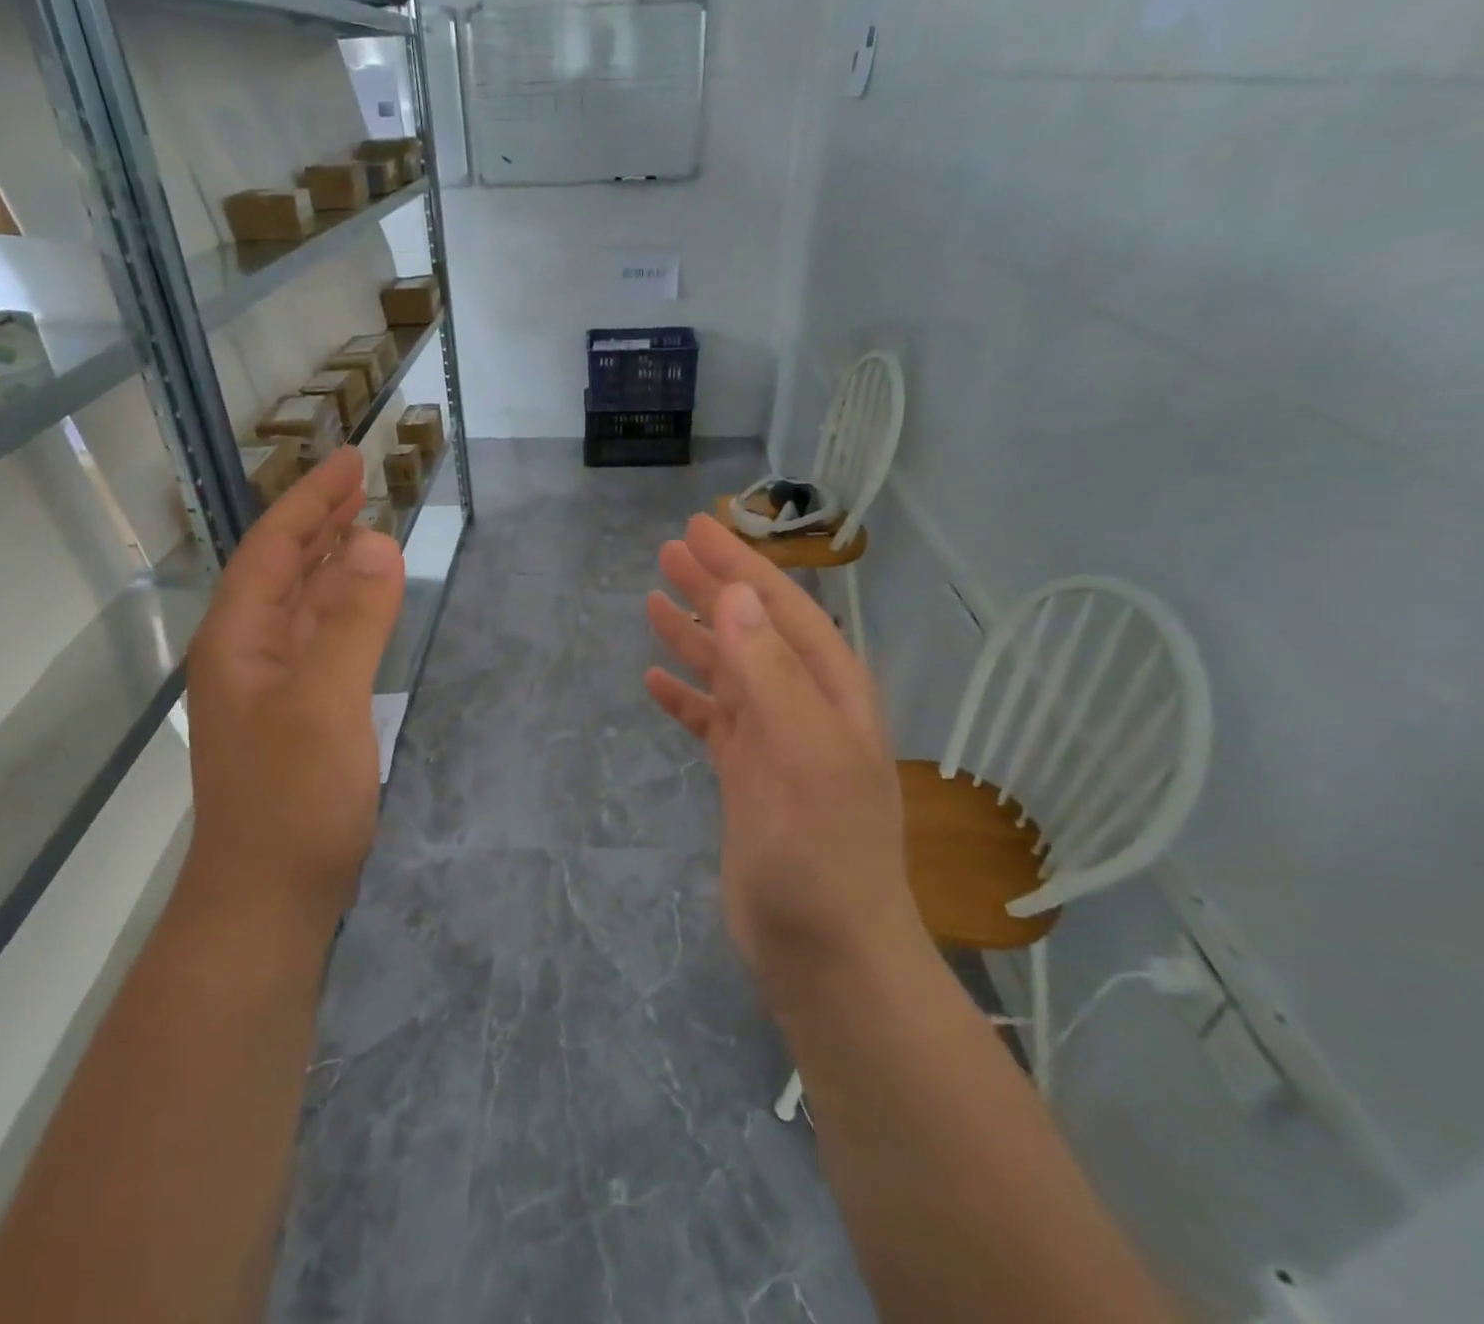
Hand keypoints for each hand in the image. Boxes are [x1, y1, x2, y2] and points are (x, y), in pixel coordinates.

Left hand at [182, 449, 404, 930]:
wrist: (270, 899)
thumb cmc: (293, 799)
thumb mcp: (325, 701)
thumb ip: (352, 621)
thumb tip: (378, 542)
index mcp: (240, 639)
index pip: (275, 550)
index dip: (311, 502)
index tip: (350, 461)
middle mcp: (247, 654)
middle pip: (283, 570)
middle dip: (319, 521)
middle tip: (362, 481)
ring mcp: (271, 688)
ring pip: (302, 605)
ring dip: (332, 561)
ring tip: (366, 526)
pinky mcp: (297, 716)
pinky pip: (321, 640)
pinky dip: (344, 609)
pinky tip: (364, 604)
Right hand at [645, 515, 919, 1006]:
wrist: (826, 955)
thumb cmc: (820, 853)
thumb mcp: (802, 753)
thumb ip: (768, 672)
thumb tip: (733, 595)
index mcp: (831, 692)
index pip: (781, 609)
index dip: (739, 566)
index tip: (696, 528)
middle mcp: (806, 708)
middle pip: (752, 630)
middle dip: (713, 588)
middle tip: (667, 551)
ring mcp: (774, 745)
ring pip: (729, 672)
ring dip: (694, 635)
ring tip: (652, 602)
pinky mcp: (747, 780)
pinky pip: (712, 722)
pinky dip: (686, 698)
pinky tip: (655, 681)